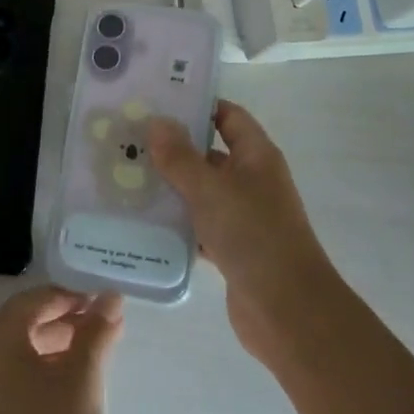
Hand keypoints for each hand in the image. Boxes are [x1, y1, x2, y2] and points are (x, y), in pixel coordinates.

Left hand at [0, 287, 122, 413]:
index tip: (99, 304)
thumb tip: (110, 298)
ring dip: (53, 345)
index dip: (64, 296)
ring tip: (93, 353)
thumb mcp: (84, 382)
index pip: (27, 303)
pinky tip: (72, 388)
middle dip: (60, 319)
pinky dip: (41, 373)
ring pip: (16, 356)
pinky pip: (12, 383)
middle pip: (19, 326)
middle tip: (100, 325)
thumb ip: (96, 333)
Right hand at [149, 100, 343, 365]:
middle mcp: (252, 181)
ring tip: (126, 176)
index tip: (157, 102)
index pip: (228, 116)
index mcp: (256, 156)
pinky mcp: (232, 248)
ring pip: (201, 192)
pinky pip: (198, 225)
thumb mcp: (210, 190)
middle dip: (173, 148)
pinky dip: (176, 222)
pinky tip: (142, 220)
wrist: (287, 311)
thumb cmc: (253, 236)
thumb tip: (157, 122)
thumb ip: (181, 157)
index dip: (198, 106)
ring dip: (170, 187)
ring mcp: (243, 216)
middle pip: (210, 154)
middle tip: (129, 139)